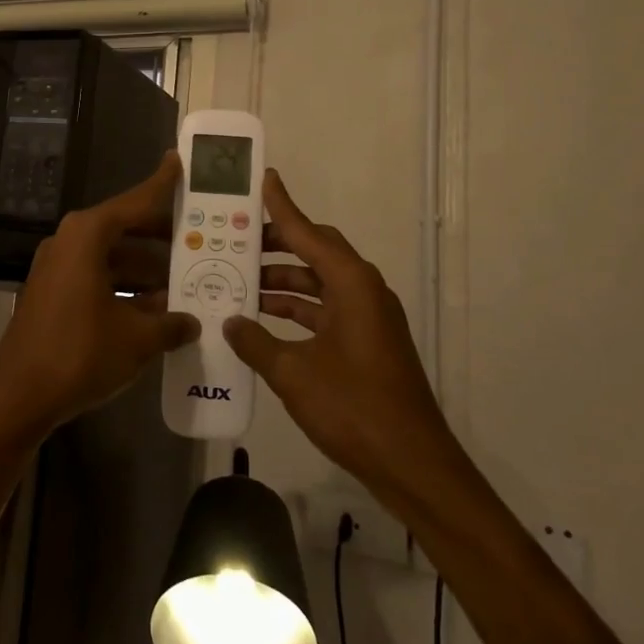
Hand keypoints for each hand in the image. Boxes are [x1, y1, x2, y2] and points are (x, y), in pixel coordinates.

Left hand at [0, 152, 199, 435]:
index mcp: (87, 236)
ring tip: (187, 281)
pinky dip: (126, 288)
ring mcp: (57, 268)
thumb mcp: (137, 338)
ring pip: (112, 257)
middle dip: (162, 237)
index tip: (179, 161)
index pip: (135, 202)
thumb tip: (191, 322)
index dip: (161, 184)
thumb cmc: (80, 353)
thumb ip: (170, 324)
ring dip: (147, 269)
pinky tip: (156, 310)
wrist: (18, 396)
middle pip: (124, 228)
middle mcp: (70, 242)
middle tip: (200, 238)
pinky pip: (98, 278)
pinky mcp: (53, 294)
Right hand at [223, 170, 449, 487]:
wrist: (412, 464)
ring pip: (318, 284)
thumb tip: (231, 322)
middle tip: (236, 240)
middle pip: (316, 253)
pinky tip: (263, 321)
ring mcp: (368, 319)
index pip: (308, 234)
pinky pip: (325, 311)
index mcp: (352, 285)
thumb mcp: (293, 373)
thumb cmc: (353, 408)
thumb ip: (256, 342)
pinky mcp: (366, 343)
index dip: (282, 207)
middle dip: (276, 245)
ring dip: (282, 282)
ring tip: (238, 281)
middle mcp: (363, 292)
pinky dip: (296, 310)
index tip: (264, 179)